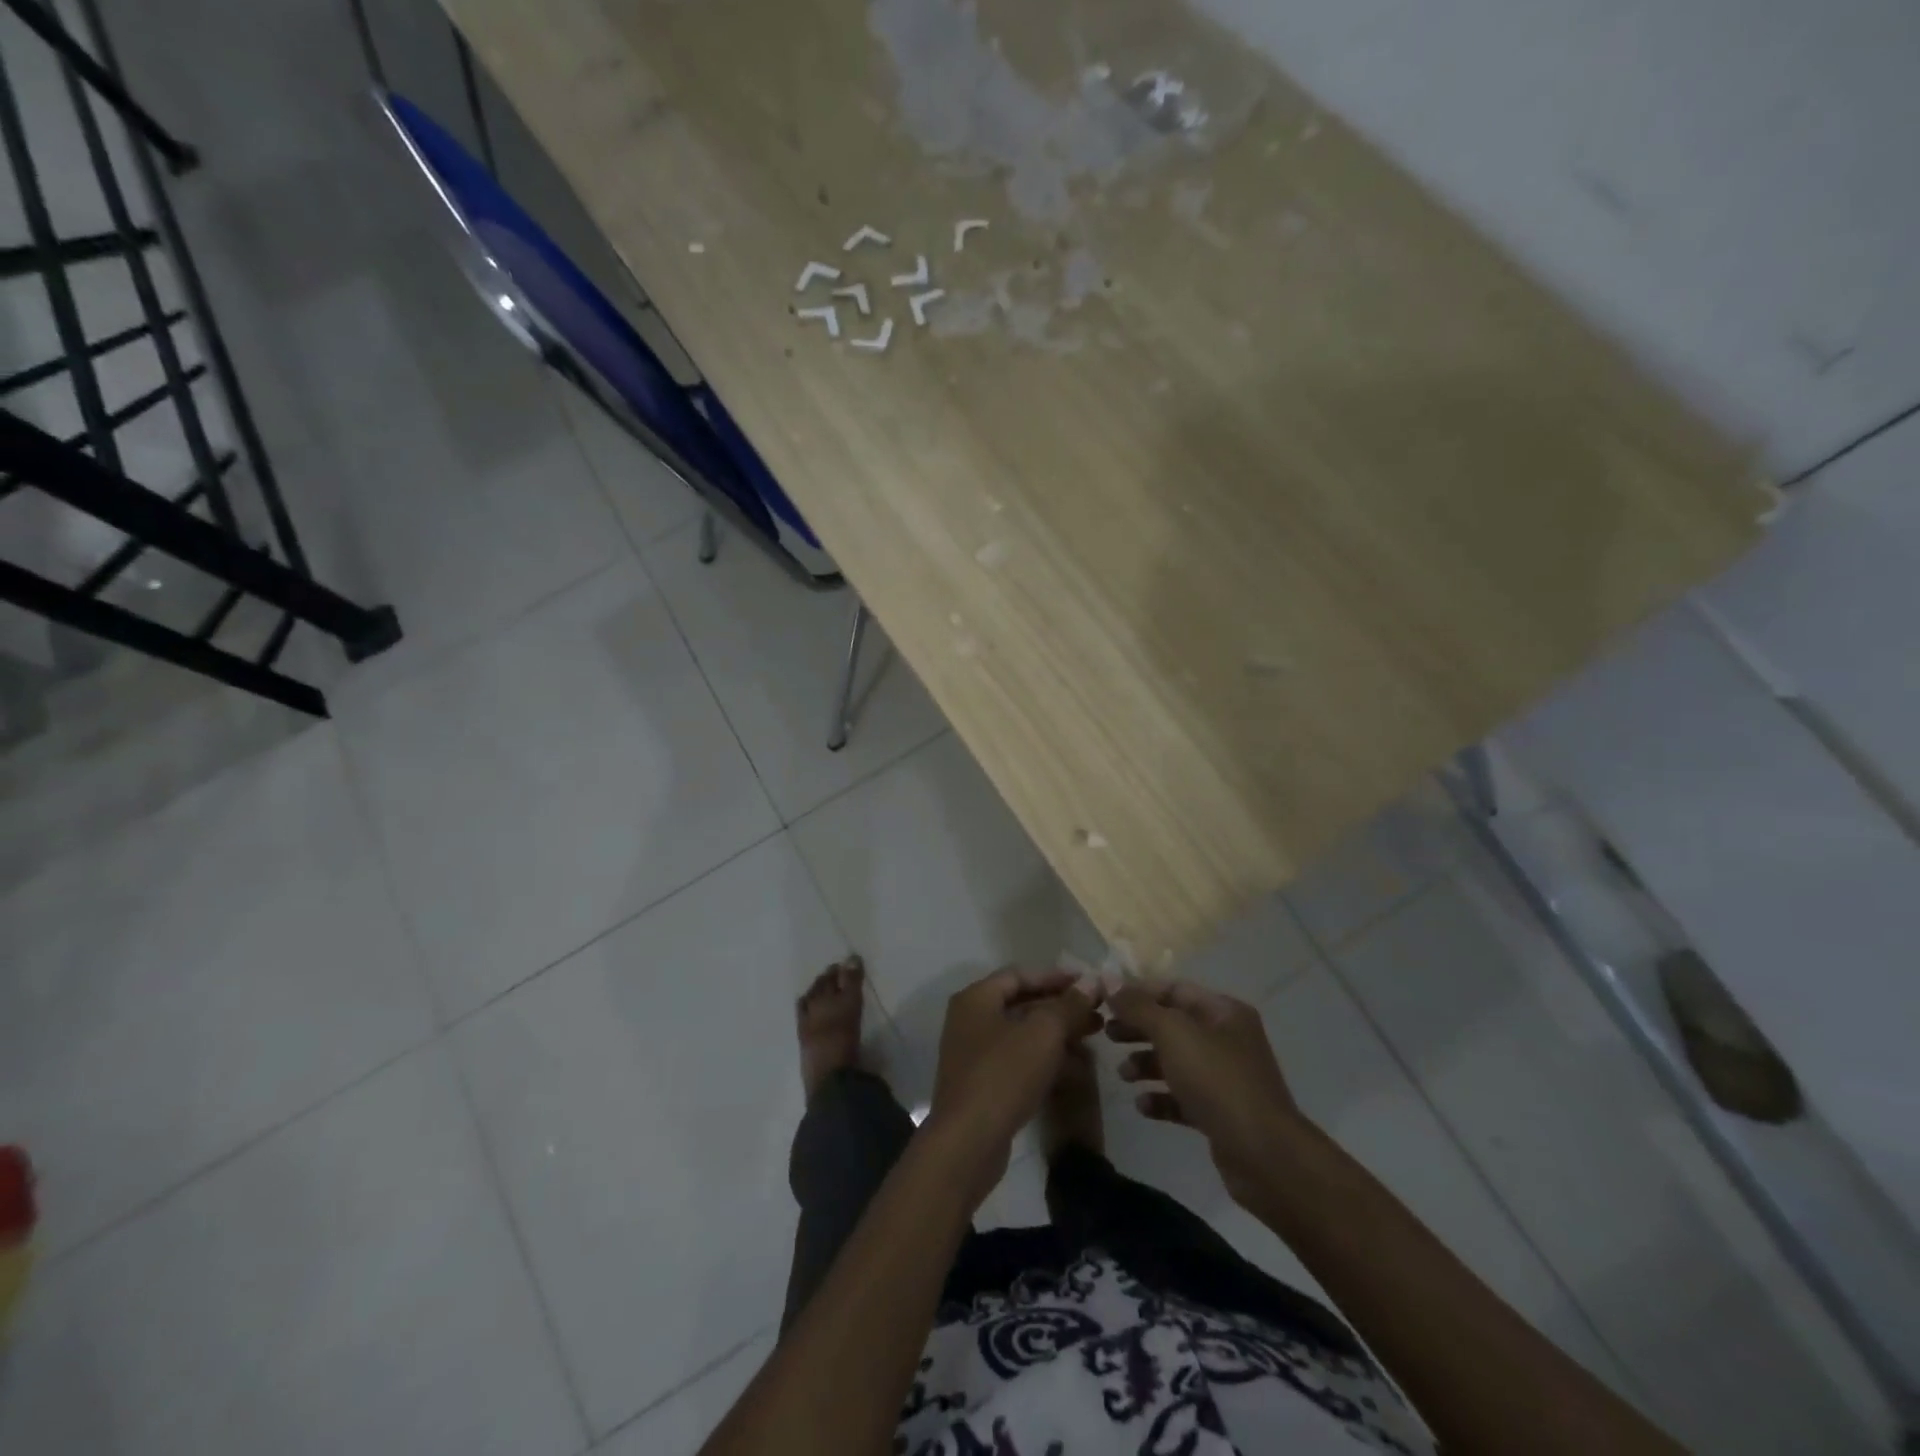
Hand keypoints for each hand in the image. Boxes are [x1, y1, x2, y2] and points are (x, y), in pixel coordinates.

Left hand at [927, 968, 1102, 1205]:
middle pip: (1021, 1004)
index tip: (1088, 983)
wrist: (968, 1142)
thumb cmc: (1004, 1074)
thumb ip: (1068, 1005)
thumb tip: (1091, 981)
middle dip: (1061, 1007)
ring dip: (1057, 1034)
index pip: (1020, 974)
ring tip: (1093, 1037)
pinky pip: (1018, 1061)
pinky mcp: (982, 1085)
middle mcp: (970, 1020)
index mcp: (976, 999)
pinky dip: (1045, 1058)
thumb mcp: (1043, 1033)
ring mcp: (974, 1054)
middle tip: (1097, 1013)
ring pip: (1022, 1034)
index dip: (1055, 976)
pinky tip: (1075, 1067)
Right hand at [1107, 981, 1301, 1207]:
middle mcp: (1227, 1039)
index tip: (1105, 1001)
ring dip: (1145, 1063)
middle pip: (1173, 1024)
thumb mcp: (1173, 1033)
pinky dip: (1160, 1098)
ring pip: (1176, 1061)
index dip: (1138, 992)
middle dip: (1138, 1028)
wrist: (1264, 1155)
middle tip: (1106, 1035)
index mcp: (1223, 1011)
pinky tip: (1142, 1106)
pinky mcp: (1220, 1113)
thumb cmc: (1217, 1081)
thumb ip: (1138, 1007)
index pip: (1174, 989)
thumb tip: (1107, 980)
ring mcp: (1225, 1078)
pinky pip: (1183, 1096)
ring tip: (1123, 1074)